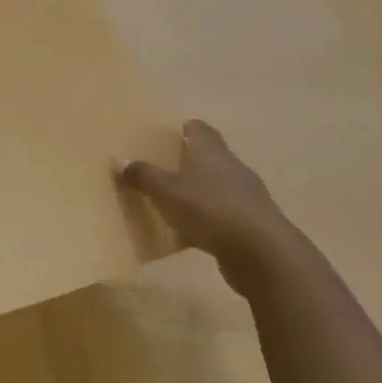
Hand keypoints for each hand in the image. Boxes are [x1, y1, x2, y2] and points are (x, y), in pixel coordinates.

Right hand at [117, 121, 293, 285]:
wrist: (262, 253)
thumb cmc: (210, 210)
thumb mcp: (167, 191)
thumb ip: (143, 175)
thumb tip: (119, 159)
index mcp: (213, 154)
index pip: (201, 131)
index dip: (187, 129)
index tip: (174, 131)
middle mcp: (232, 170)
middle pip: (211, 157)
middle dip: (190, 160)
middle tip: (163, 165)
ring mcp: (245, 198)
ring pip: (217, 187)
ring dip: (198, 190)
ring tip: (172, 198)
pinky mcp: (250, 225)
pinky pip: (222, 214)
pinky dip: (206, 218)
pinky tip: (190, 230)